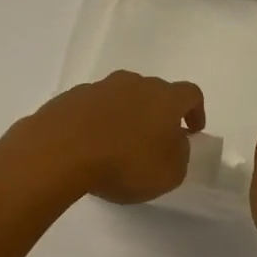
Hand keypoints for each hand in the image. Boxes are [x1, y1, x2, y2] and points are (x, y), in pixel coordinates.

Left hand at [2, 72, 205, 204]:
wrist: (61, 150)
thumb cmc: (124, 163)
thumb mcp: (168, 173)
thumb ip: (179, 154)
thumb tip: (175, 141)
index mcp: (163, 97)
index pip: (190, 93)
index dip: (196, 110)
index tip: (193, 131)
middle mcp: (134, 83)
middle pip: (154, 91)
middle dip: (158, 113)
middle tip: (155, 140)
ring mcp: (100, 87)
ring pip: (122, 96)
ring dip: (127, 115)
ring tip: (120, 144)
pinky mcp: (72, 96)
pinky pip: (95, 106)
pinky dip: (99, 120)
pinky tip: (91, 144)